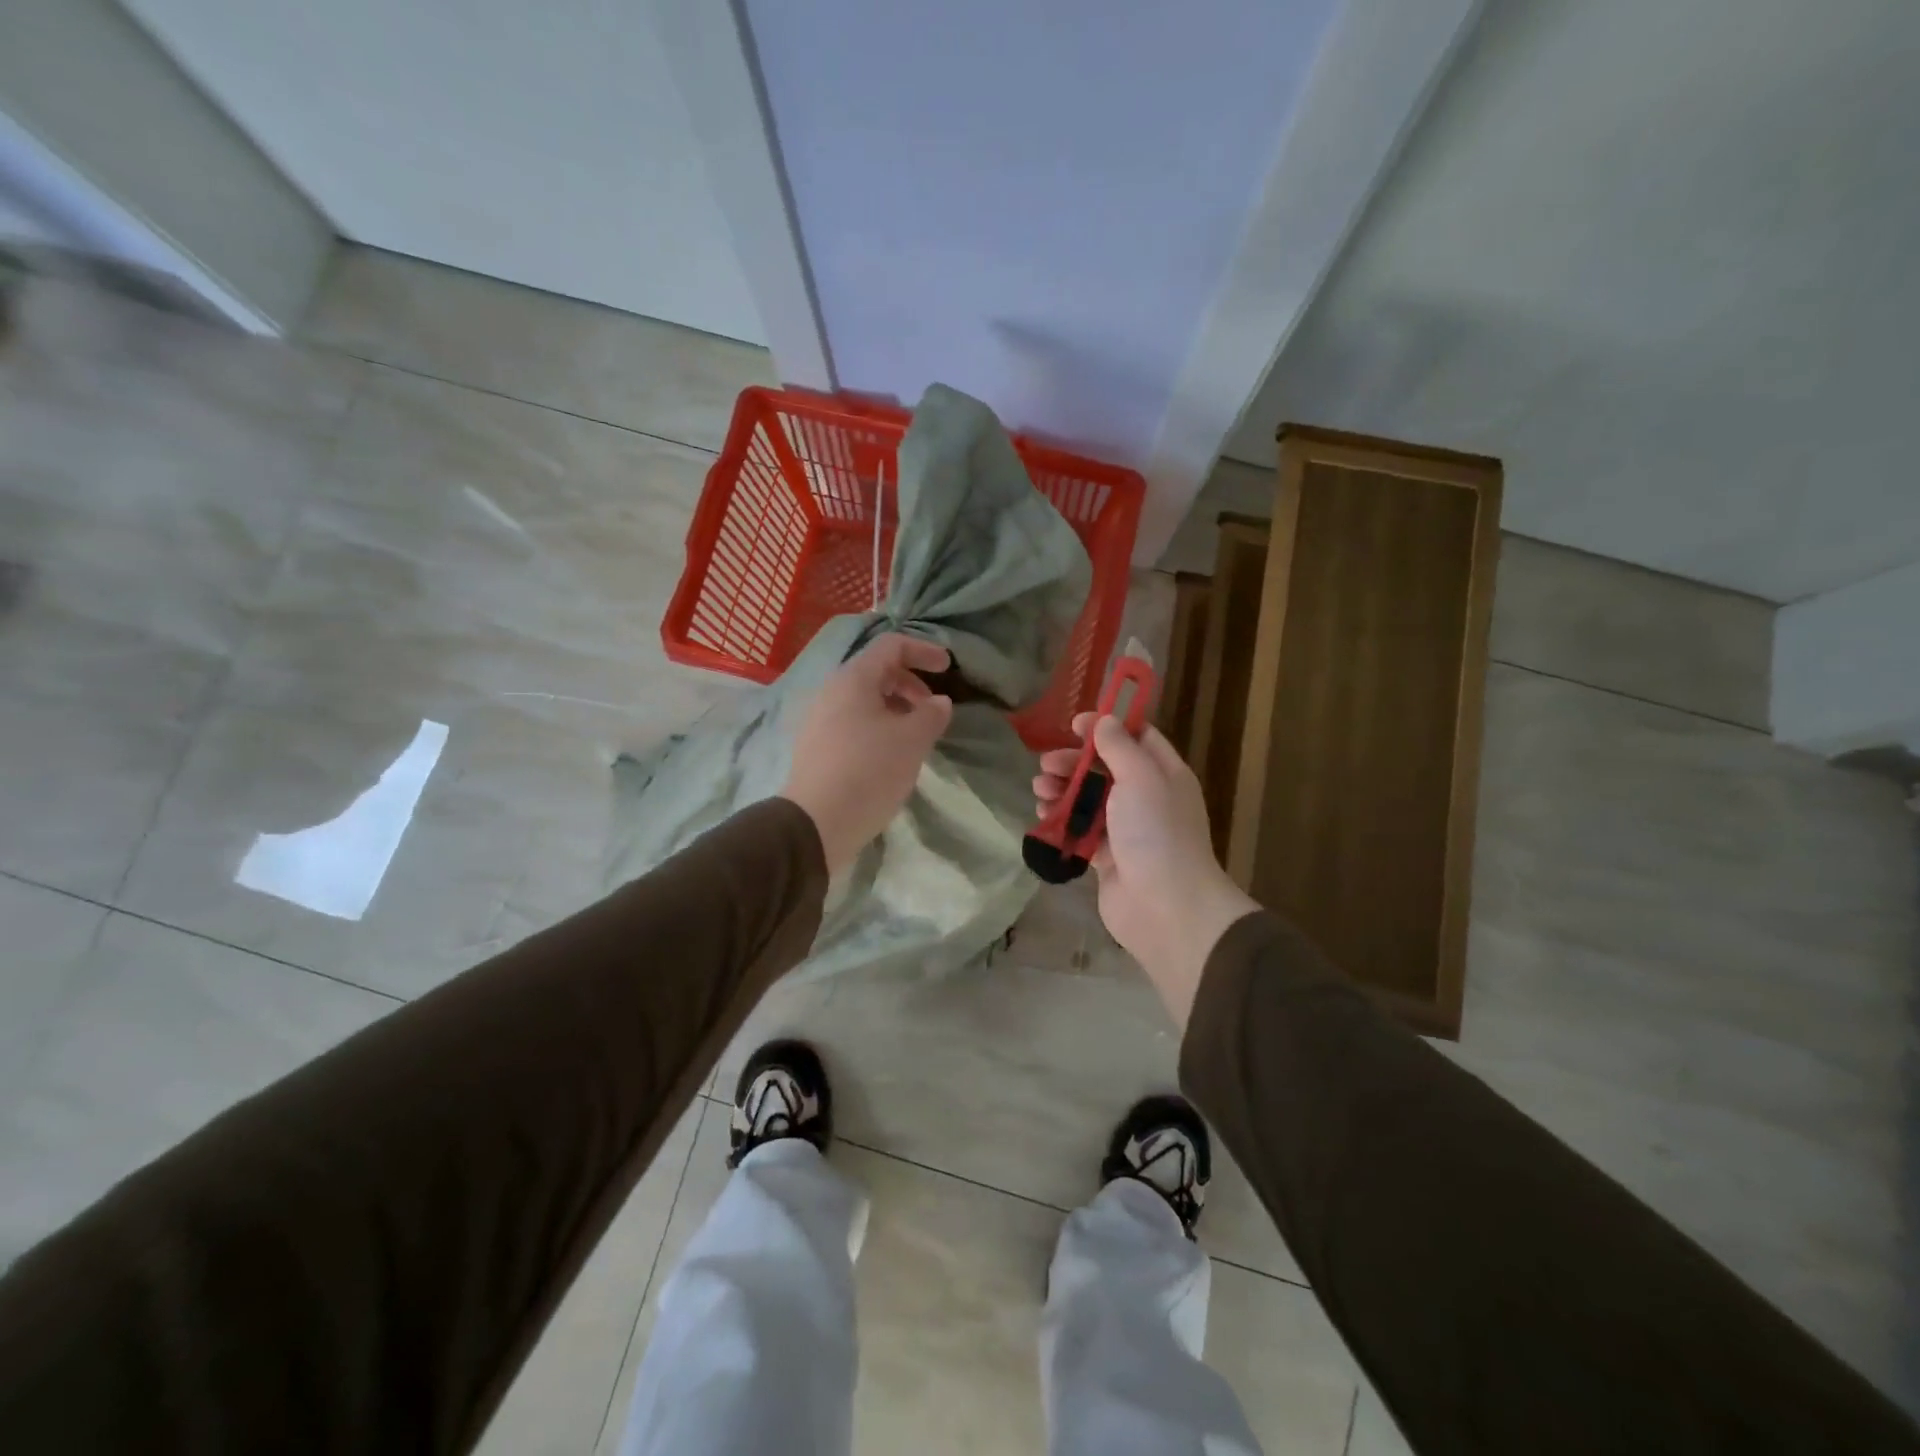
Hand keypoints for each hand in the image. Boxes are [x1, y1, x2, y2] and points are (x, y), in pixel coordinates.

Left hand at [782, 633, 954, 873]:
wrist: (816, 823)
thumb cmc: (869, 771)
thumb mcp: (912, 741)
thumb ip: (931, 714)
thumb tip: (939, 702)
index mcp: (853, 679)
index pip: (891, 646)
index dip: (923, 650)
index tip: (947, 668)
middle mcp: (831, 691)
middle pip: (876, 671)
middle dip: (910, 684)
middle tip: (932, 710)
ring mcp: (819, 720)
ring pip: (864, 700)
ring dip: (895, 708)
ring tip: (915, 736)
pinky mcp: (816, 747)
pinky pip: (852, 722)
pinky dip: (878, 727)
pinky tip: (891, 755)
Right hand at [1033, 712, 1256, 1024]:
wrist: (1166, 908)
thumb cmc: (1156, 833)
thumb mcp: (1140, 778)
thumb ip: (1119, 747)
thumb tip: (1104, 721)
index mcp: (1164, 773)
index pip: (1136, 737)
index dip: (1106, 727)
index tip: (1073, 725)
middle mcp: (1147, 797)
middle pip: (1105, 768)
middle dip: (1073, 762)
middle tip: (1046, 765)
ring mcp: (1126, 829)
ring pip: (1089, 799)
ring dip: (1063, 790)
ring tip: (1040, 791)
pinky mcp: (1107, 857)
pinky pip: (1081, 830)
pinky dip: (1062, 820)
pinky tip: (1044, 816)